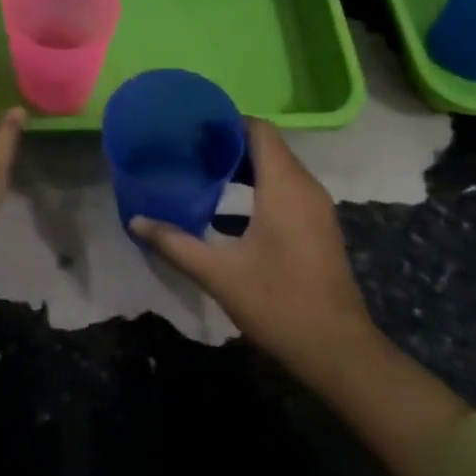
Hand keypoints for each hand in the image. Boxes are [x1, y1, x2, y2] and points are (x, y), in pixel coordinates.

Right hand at [131, 119, 377, 387]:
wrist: (338, 352)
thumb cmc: (279, 303)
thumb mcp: (219, 274)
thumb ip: (176, 243)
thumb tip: (136, 221)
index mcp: (284, 186)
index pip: (259, 130)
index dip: (227, 123)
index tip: (194, 130)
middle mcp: (305, 187)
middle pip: (267, 145)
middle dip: (229, 144)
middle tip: (191, 152)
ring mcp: (316, 208)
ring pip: (278, 168)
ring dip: (244, 167)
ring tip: (204, 175)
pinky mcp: (318, 227)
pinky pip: (287, 188)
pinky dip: (259, 187)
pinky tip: (228, 212)